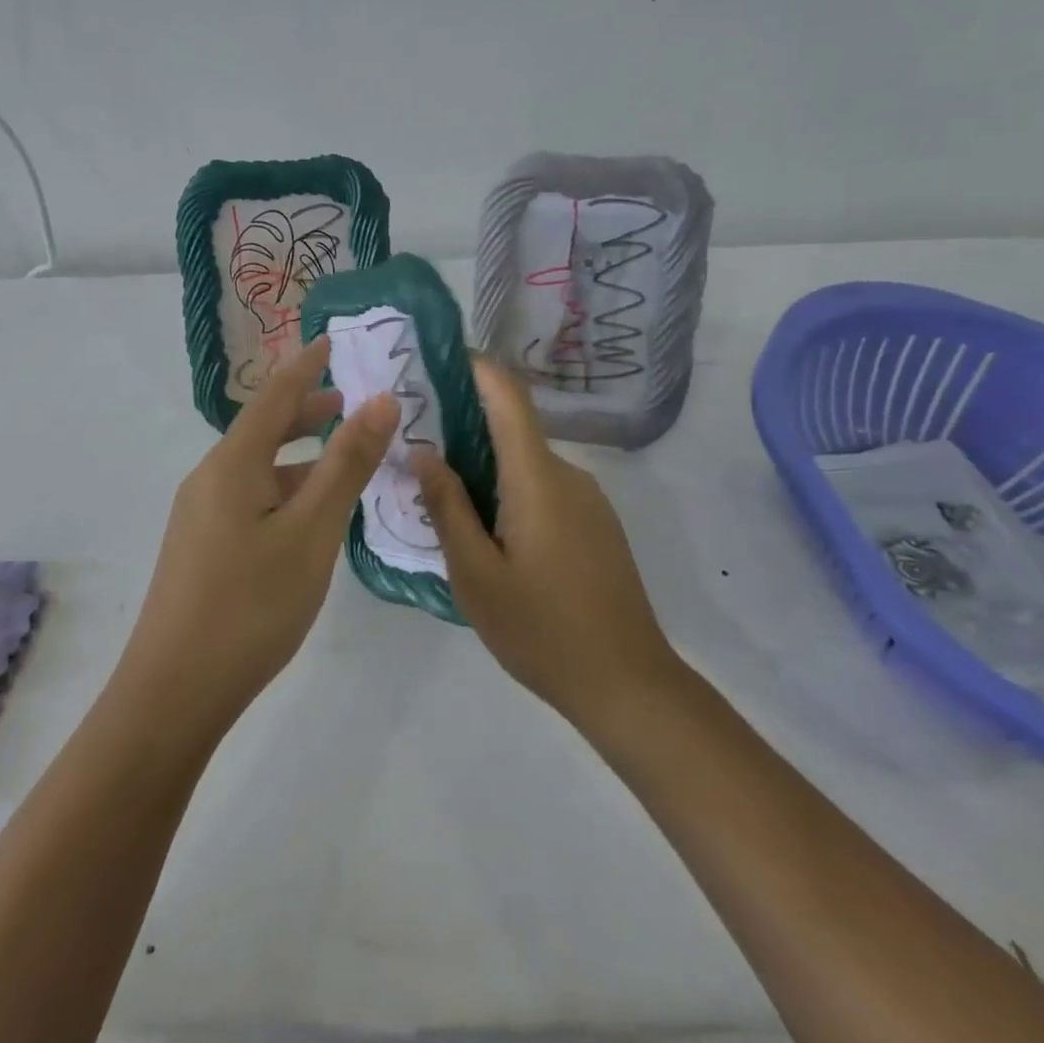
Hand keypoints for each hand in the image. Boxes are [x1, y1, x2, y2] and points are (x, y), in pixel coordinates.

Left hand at [117, 335, 398, 734]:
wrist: (174, 692)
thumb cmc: (251, 605)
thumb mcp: (311, 532)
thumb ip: (346, 465)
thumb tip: (379, 401)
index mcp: (232, 463)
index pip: (274, 395)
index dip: (306, 366)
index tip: (333, 340)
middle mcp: (210, 478)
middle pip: (262, 428)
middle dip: (306, 409)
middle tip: (351, 401)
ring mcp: (201, 514)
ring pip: (258, 467)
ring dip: (298, 454)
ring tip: (341, 455)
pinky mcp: (202, 546)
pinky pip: (250, 497)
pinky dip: (285, 487)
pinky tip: (309, 513)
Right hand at [413, 357, 675, 729]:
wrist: (629, 685)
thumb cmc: (542, 629)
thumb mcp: (476, 574)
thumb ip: (448, 507)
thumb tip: (424, 451)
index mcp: (537, 478)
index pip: (509, 397)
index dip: (476, 367)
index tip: (437, 358)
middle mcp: (568, 475)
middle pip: (512, 430)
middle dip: (464, 428)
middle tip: (414, 446)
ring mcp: (588, 501)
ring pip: (526, 466)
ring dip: (486, 469)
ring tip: (442, 499)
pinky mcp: (597, 526)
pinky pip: (545, 491)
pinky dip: (510, 493)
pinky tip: (489, 536)